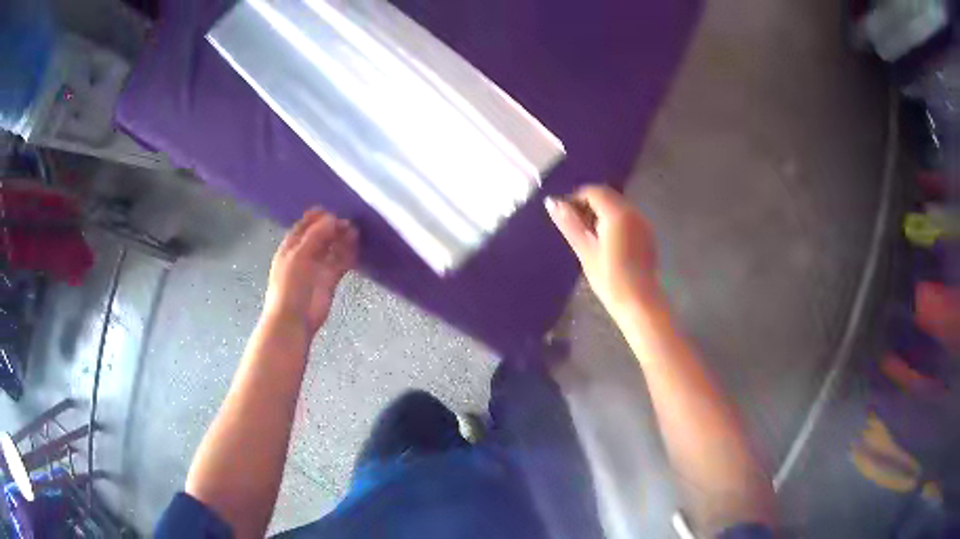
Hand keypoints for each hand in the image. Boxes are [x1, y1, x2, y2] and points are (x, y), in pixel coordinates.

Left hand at [264, 209, 357, 335]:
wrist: (294, 319)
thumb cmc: (290, 285)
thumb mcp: (299, 255)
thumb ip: (316, 235)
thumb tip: (333, 218)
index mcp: (291, 246)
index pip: (304, 226)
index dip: (317, 217)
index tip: (333, 209)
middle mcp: (304, 254)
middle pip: (321, 235)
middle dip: (333, 227)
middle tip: (349, 221)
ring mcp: (318, 267)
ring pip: (332, 248)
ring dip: (343, 239)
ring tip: (356, 230)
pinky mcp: (330, 279)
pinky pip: (341, 262)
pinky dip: (349, 254)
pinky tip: (358, 246)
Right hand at [546, 185, 660, 321]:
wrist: (639, 302)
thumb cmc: (610, 279)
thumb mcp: (585, 251)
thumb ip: (569, 223)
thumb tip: (552, 202)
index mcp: (617, 213)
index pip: (593, 191)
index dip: (575, 199)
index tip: (564, 216)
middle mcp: (633, 212)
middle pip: (607, 196)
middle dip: (588, 205)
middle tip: (574, 227)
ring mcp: (643, 223)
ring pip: (617, 206)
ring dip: (600, 213)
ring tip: (588, 237)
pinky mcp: (647, 234)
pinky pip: (627, 218)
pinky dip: (613, 222)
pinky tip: (605, 243)